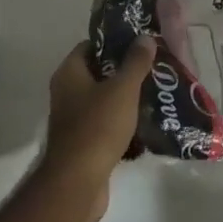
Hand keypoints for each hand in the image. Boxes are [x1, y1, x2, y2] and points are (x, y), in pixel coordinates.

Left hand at [41, 35, 154, 221]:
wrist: (78, 183)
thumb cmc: (97, 127)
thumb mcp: (122, 89)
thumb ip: (135, 62)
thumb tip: (144, 38)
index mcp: (69, 73)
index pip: (90, 46)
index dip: (113, 42)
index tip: (139, 44)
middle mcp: (67, 92)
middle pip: (99, 73)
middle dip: (125, 71)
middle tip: (153, 68)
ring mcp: (73, 120)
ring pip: (104, 100)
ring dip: (126, 98)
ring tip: (155, 93)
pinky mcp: (83, 143)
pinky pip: (106, 124)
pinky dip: (123, 122)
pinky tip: (146, 123)